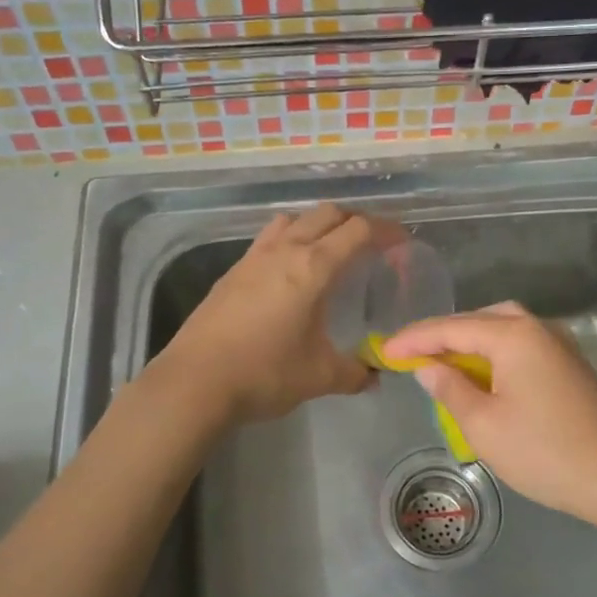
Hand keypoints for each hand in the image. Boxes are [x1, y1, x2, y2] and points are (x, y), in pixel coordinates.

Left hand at [157, 204, 378, 421]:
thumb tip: (374, 375)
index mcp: (313, 267)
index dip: (385, 230)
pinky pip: (269, 239)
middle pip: (327, 214)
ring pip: (293, 219)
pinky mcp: (232, 271)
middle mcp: (285, 250)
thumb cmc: (264, 373)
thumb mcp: (320, 377)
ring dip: (317, 225)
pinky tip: (289, 274)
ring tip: (329, 252)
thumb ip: (355, 372)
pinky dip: (289, 241)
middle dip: (355, 222)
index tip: (401, 242)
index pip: (358, 230)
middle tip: (371, 245)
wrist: (195, 382)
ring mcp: (253, 257)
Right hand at [381, 303, 596, 524]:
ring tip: (440, 361)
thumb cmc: (542, 452)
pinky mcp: (569, 364)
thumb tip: (427, 366)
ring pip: (503, 328)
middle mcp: (538, 328)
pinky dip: (494, 352)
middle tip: (410, 353)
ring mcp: (558, 344)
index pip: (451, 328)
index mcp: (514, 335)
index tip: (384, 351)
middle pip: (479, 319)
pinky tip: (482, 373)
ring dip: (469, 341)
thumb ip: (450, 388)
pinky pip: (521, 344)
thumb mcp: (483, 424)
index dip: (414, 339)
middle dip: (442, 335)